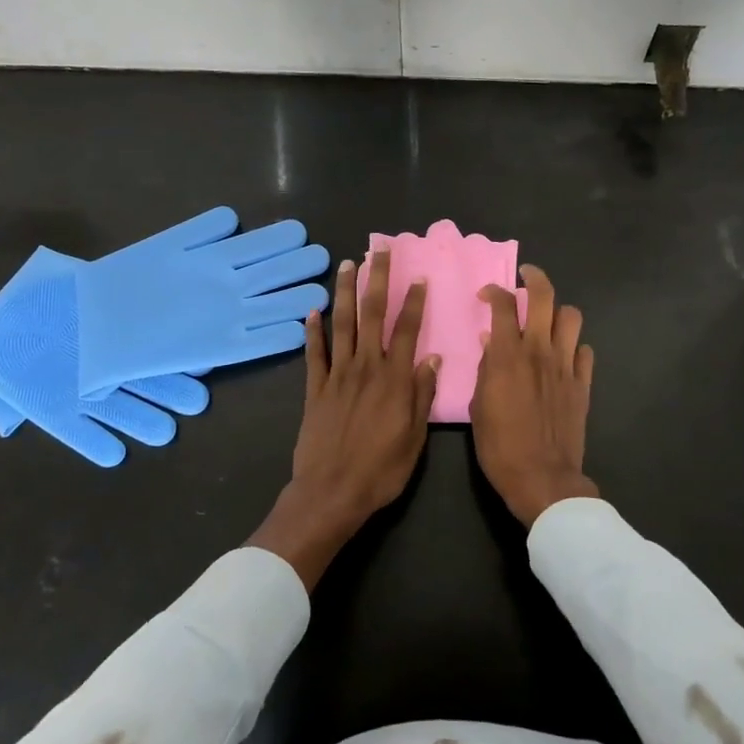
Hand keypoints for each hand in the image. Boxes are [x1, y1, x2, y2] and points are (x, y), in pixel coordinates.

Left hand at [249, 250, 437, 588]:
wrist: (332, 492)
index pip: (406, 329)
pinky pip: (314, 353)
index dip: (413, 301)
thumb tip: (432, 357)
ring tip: (347, 265)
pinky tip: (311, 310)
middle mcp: (366, 368)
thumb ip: (421, 394)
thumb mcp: (414, 437)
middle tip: (378, 251)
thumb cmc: (382, 469)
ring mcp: (337, 376)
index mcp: (394, 379)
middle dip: (376, 280)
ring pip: (342, 325)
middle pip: (372, 315)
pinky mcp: (314, 389)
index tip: (417, 276)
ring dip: (344, 293)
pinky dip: (313, 331)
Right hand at [471, 265, 597, 525]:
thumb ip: (485, 369)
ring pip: (571, 317)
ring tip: (547, 320)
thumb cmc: (499, 445)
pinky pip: (584, 352)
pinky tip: (563, 357)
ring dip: (558, 312)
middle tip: (526, 276)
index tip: (487, 295)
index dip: (495, 291)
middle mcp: (540, 351)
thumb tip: (490, 343)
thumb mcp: (478, 406)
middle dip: (534, 278)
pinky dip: (573, 347)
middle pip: (545, 297)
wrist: (542, 478)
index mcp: (508, 355)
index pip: (505, 305)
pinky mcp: (583, 384)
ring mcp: (566, 366)